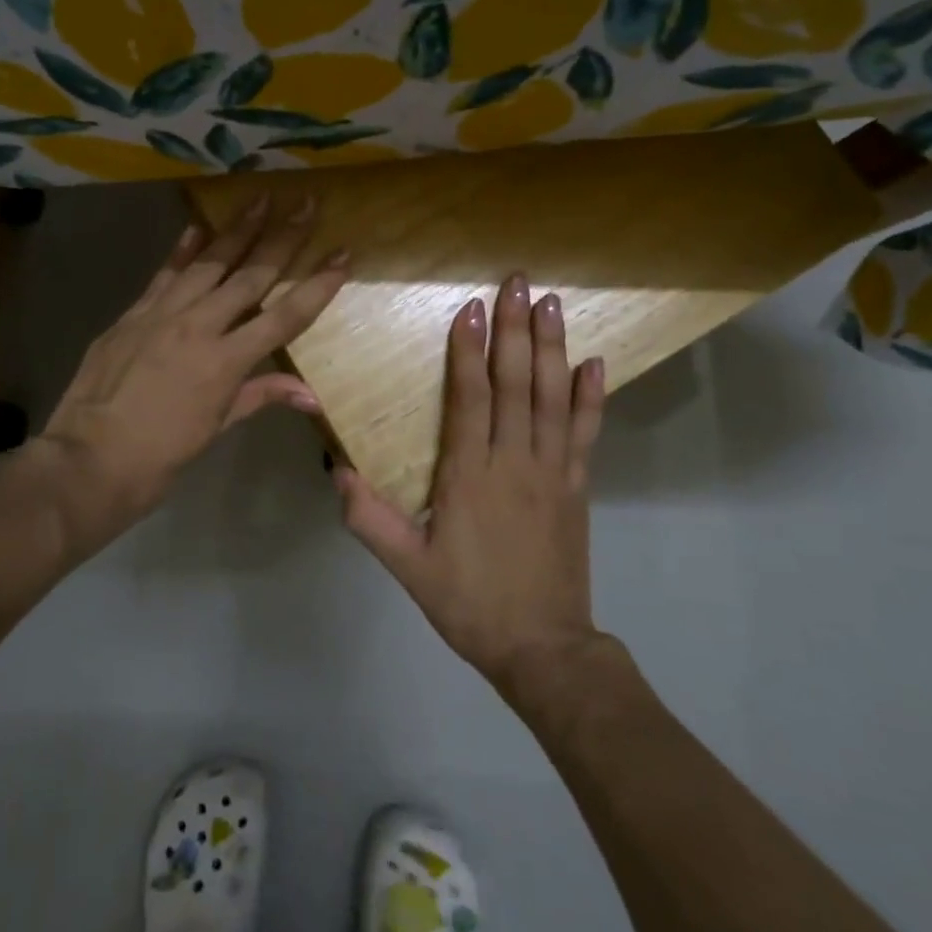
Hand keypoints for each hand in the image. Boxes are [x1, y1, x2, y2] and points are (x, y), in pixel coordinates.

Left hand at [27, 194, 346, 558]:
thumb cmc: (160, 456)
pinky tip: (197, 227)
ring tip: (260, 200)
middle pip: (250, 276)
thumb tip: (311, 395)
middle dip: (283, 238)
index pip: (285, 316)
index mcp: (225, 362)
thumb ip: (260, 396)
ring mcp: (161, 315)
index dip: (318, 285)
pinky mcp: (132, 314)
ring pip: (208, 264)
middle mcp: (198, 327)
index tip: (342, 255)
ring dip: (237, 230)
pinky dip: (182, 250)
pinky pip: (163, 275)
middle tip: (306, 203)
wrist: (88, 459)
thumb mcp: (216, 428)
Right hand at [333, 273, 608, 693]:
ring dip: (552, 348)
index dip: (469, 352)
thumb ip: (369, 519)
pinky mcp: (577, 488)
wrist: (543, 648)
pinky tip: (595, 363)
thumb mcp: (408, 568)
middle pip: (517, 385)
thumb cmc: (469, 604)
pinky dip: (591, 397)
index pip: (470, 400)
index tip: (470, 308)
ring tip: (551, 304)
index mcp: (470, 477)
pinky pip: (586, 434)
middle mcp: (515, 463)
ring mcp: (553, 473)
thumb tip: (336, 468)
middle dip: (515, 331)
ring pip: (553, 399)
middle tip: (517, 283)